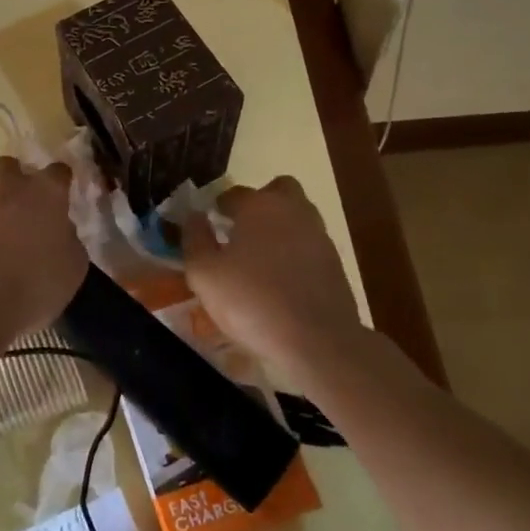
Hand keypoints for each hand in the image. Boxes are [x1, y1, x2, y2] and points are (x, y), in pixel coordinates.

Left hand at [0, 157, 85, 343]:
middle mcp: (11, 190)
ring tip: (5, 247)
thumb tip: (59, 232)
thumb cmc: (38, 282)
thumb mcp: (74, 266)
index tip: (64, 197)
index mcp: (46, 192)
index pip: (58, 171)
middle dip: (18, 179)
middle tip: (27, 207)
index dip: (61, 182)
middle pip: (11, 167)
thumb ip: (68, 239)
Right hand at [182, 176, 363, 381]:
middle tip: (241, 230)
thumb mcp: (204, 274)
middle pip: (278, 191)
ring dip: (279, 227)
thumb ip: (195, 239)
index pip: (234, 193)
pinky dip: (295, 252)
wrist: (318, 340)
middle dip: (259, 203)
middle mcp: (292, 210)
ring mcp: (318, 235)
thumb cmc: (252, 300)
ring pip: (297, 216)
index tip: (209, 224)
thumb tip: (194, 216)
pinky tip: (281, 279)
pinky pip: (308, 244)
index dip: (218, 206)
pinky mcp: (335, 262)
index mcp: (259, 206)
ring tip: (260, 258)